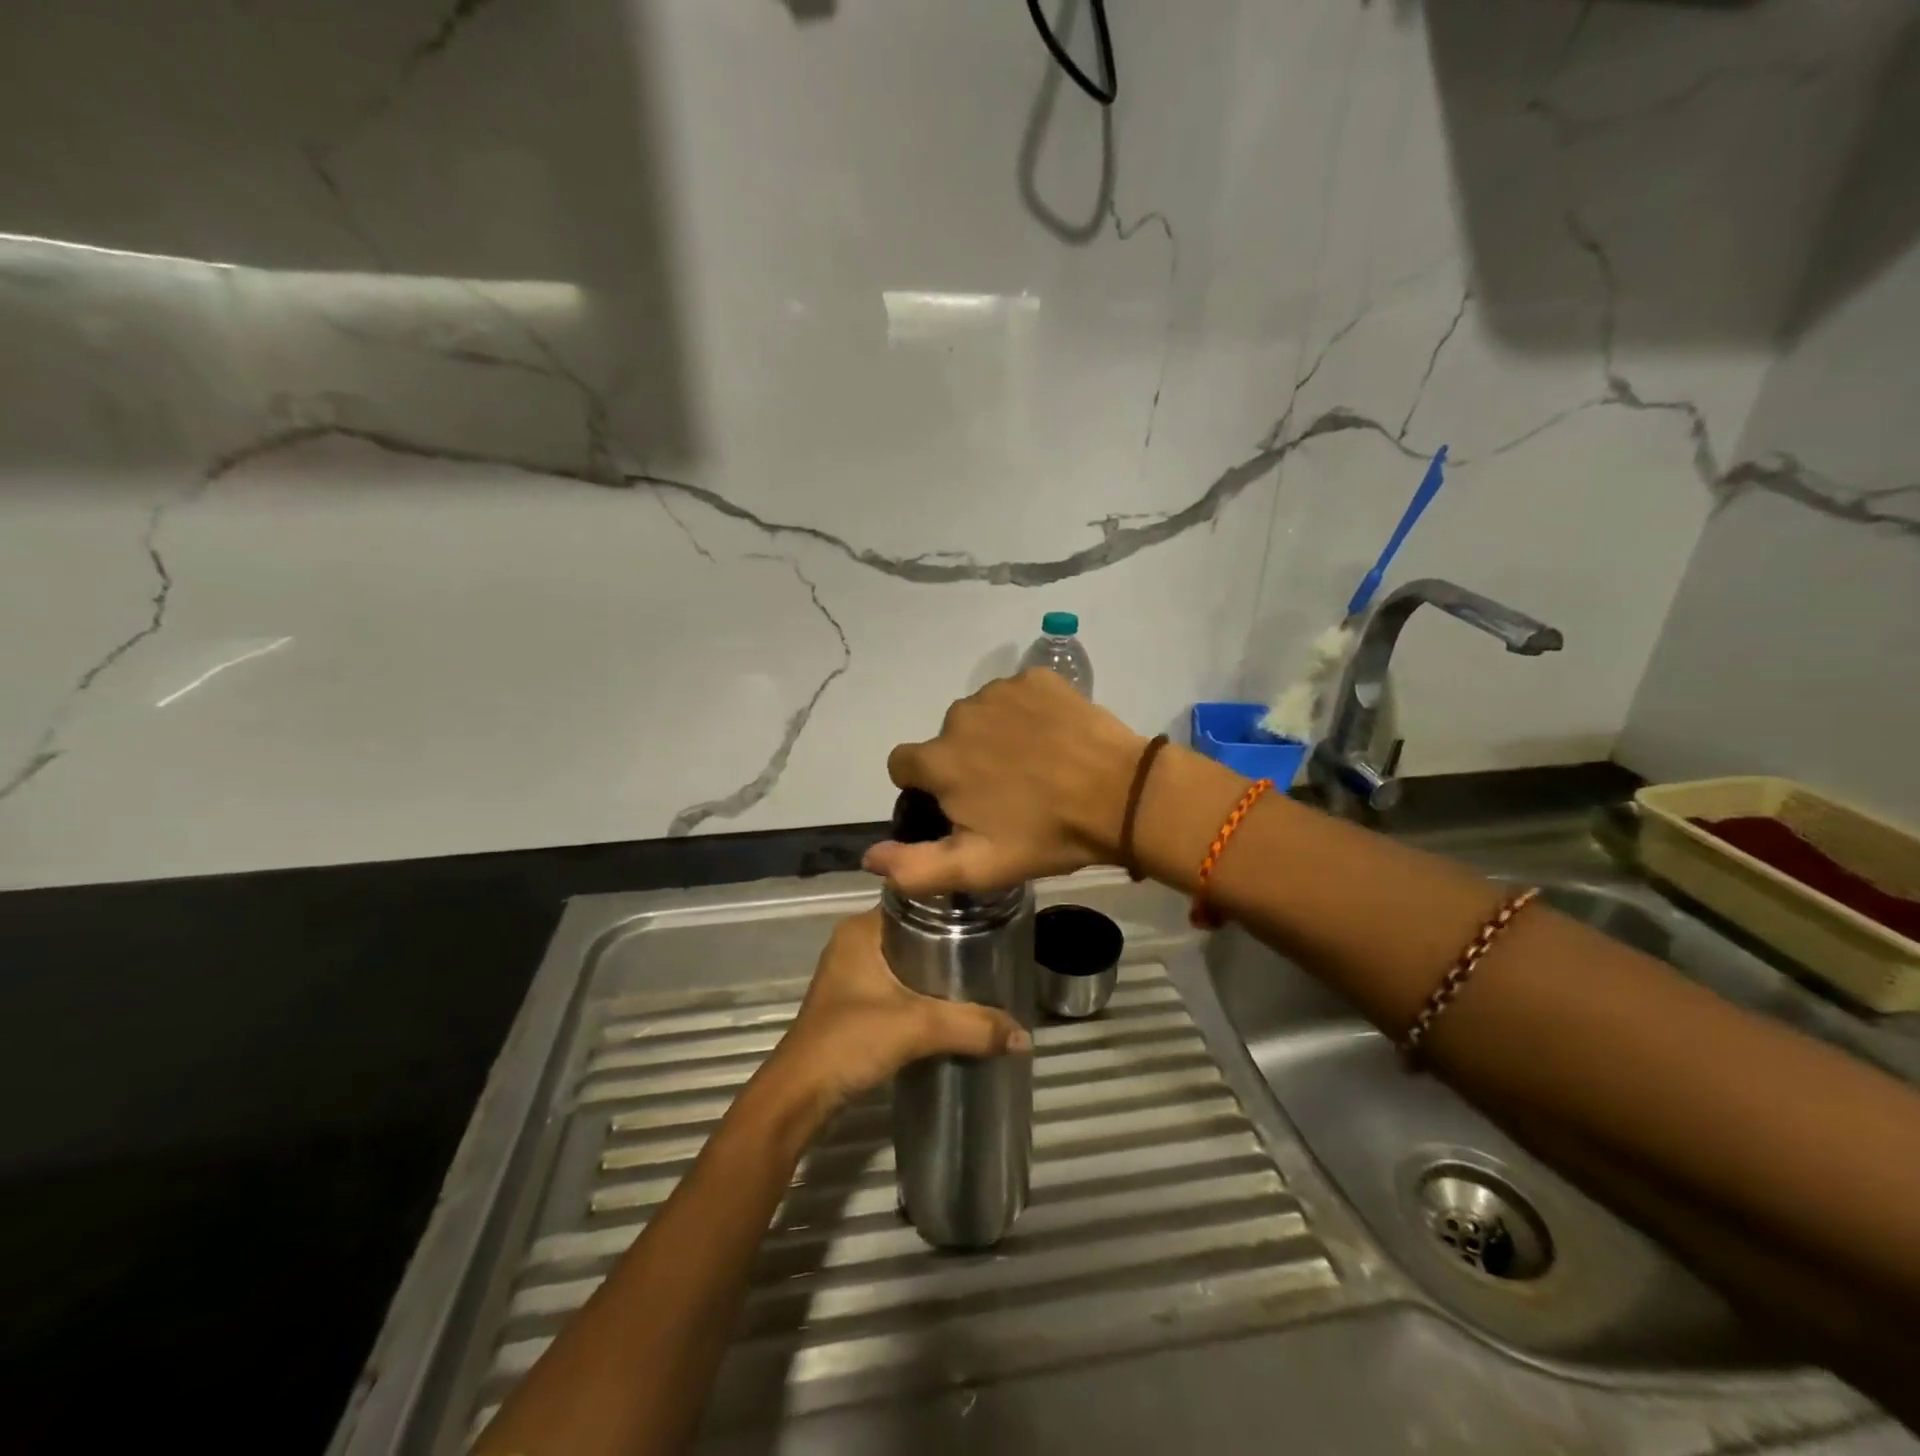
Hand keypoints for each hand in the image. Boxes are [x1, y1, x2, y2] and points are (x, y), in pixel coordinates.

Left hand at [771, 910, 1030, 1116]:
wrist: (799, 1097)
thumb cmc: (850, 1041)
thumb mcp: (917, 1028)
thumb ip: (972, 1026)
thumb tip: (1025, 1036)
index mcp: (861, 930)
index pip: (916, 902)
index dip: (952, 909)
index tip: (990, 918)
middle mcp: (855, 943)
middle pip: (915, 932)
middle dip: (952, 943)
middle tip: (993, 952)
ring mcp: (851, 975)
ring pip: (907, 961)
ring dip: (938, 971)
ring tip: (981, 977)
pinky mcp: (853, 1004)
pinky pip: (898, 985)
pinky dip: (923, 992)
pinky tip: (952, 1005)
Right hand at [864, 669, 1146, 896]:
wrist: (1121, 796)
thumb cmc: (1046, 836)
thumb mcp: (978, 867)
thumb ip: (914, 867)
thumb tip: (868, 856)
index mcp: (939, 760)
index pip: (903, 764)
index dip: (924, 787)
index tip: (958, 805)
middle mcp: (959, 716)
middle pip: (946, 741)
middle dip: (964, 762)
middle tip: (1007, 793)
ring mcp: (1000, 691)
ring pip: (980, 717)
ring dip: (995, 737)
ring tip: (1034, 765)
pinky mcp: (1036, 678)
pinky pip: (1016, 696)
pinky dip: (1026, 714)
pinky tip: (1053, 738)